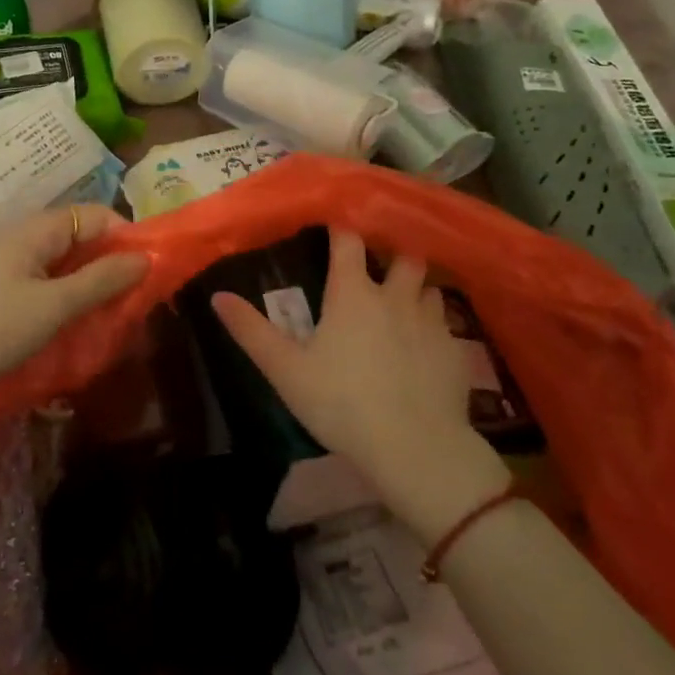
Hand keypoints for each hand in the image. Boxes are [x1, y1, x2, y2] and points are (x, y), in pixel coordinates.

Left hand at [0, 205, 149, 389]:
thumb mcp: (52, 307)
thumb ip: (99, 280)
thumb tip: (143, 257)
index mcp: (39, 230)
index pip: (97, 214)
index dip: (125, 236)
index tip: (144, 271)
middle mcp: (25, 234)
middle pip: (81, 235)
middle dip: (109, 260)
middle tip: (130, 295)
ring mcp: (8, 258)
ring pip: (62, 258)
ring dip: (87, 278)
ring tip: (106, 309)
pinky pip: (43, 275)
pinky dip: (64, 289)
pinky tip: (69, 316)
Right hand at [211, 229, 509, 542]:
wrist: (416, 449)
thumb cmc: (342, 403)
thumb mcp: (286, 370)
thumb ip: (251, 331)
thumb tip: (217, 296)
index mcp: (353, 293)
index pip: (348, 241)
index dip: (341, 229)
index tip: (335, 226)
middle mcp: (395, 296)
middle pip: (403, 256)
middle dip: (392, 255)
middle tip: (379, 267)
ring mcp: (432, 322)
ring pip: (430, 288)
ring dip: (417, 289)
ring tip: (405, 304)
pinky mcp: (457, 352)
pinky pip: (447, 326)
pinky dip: (436, 328)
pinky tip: (427, 348)